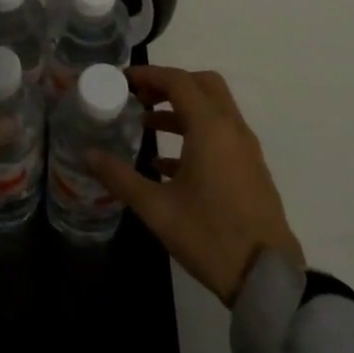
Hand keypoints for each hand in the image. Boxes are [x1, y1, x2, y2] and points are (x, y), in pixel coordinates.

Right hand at [89, 66, 303, 305]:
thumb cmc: (209, 236)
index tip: (123, 80)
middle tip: (139, 97)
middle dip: (169, 84)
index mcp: (210, 128)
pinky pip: (221, 133)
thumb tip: (86, 154)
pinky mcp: (250, 168)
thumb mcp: (157, 209)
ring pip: (214, 109)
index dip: (149, 74)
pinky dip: (195, 132)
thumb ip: (120, 177)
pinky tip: (166, 163)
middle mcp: (231, 128)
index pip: (178, 81)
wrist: (267, 277)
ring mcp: (245, 148)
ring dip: (181, 108)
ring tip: (146, 125)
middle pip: (202, 85)